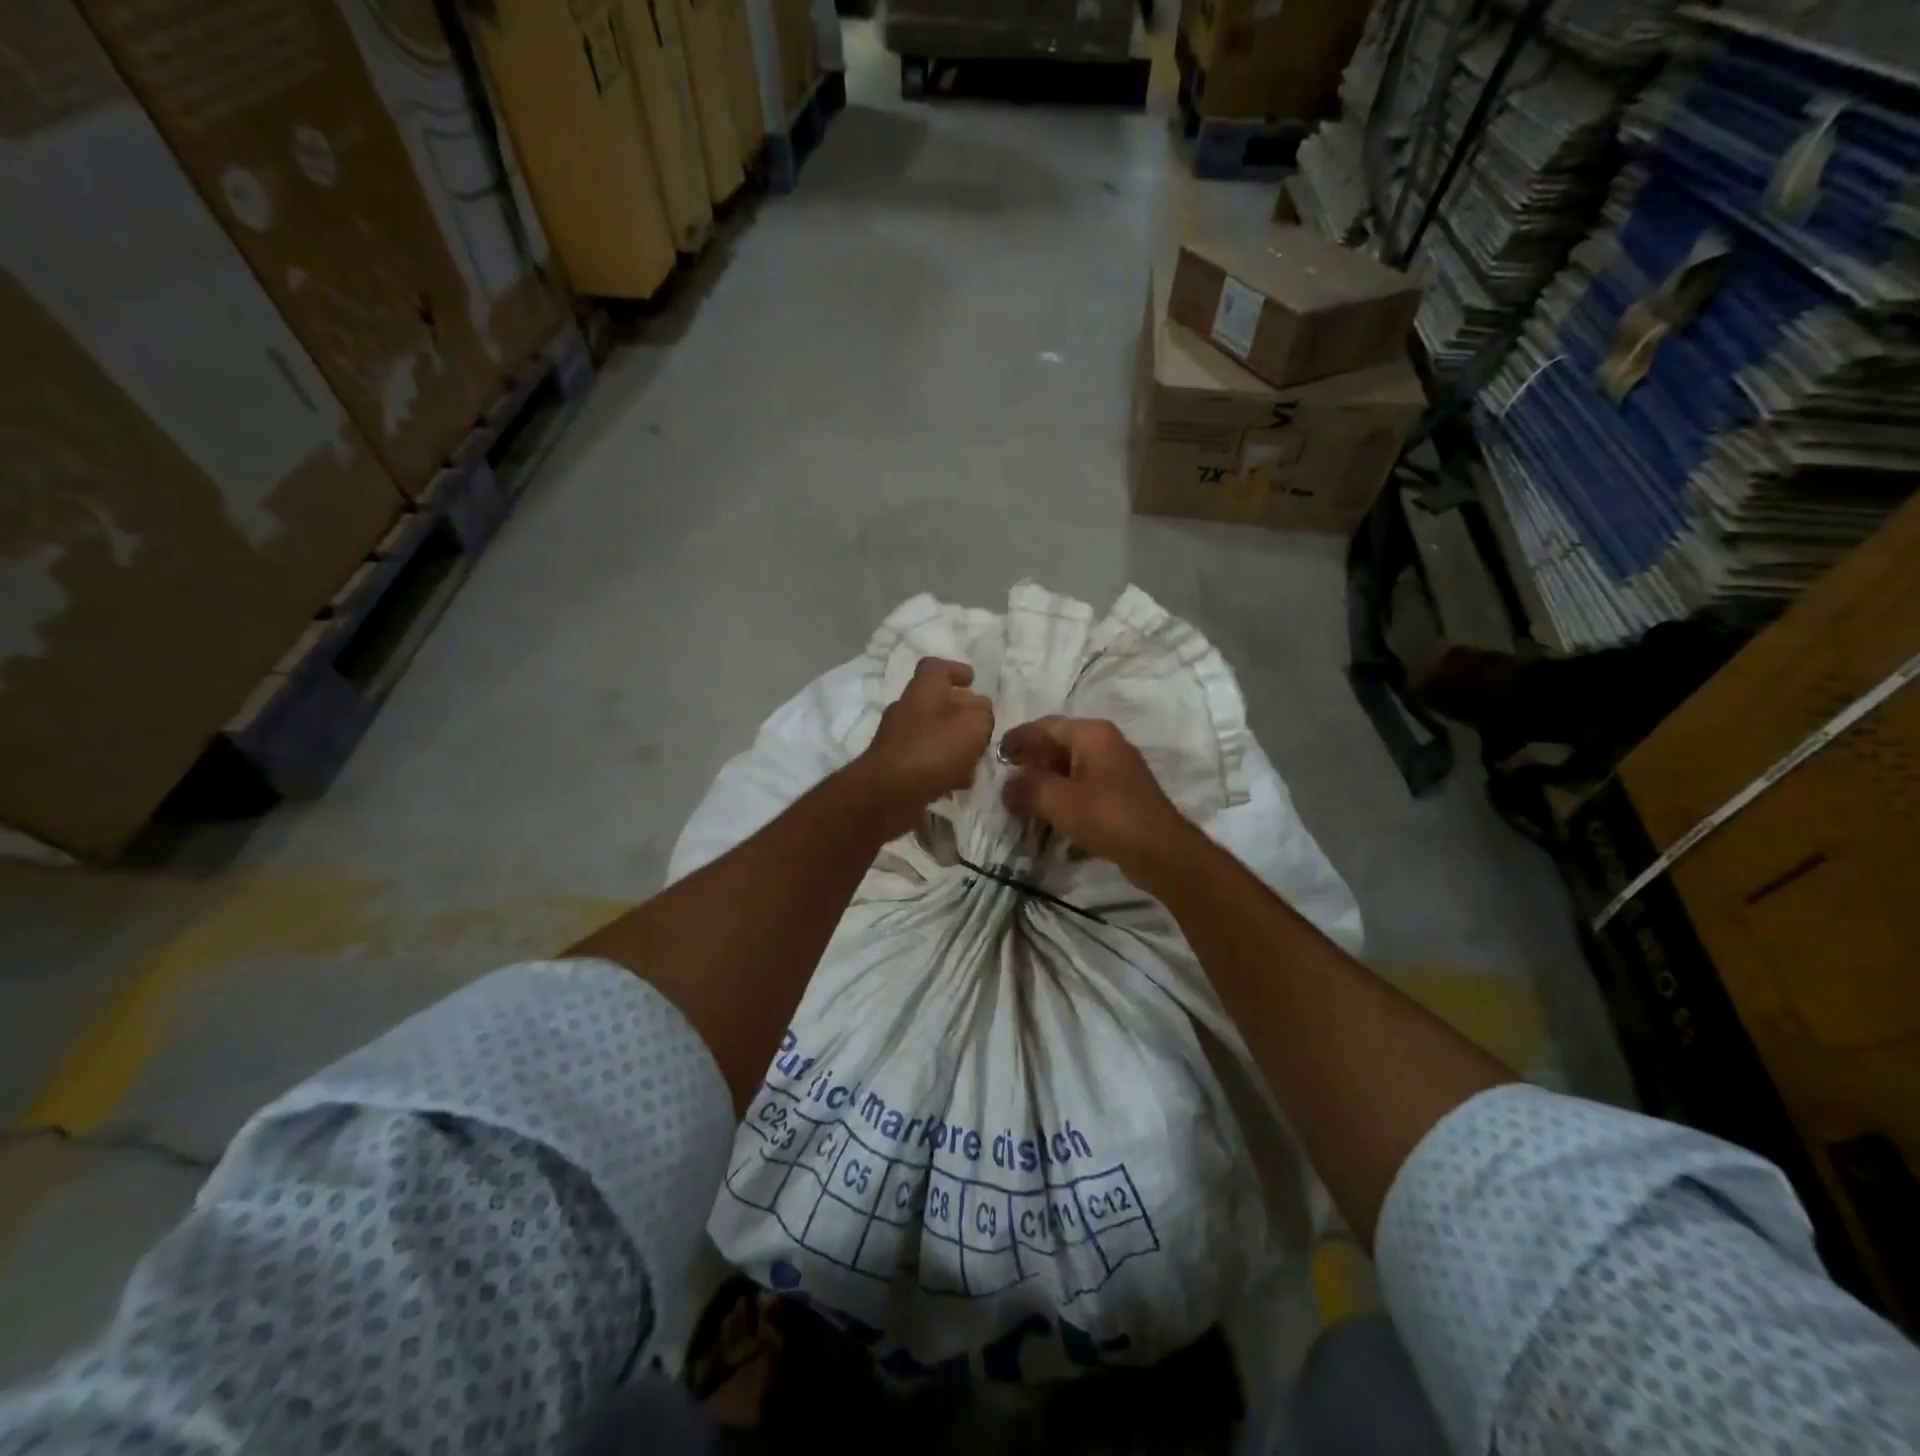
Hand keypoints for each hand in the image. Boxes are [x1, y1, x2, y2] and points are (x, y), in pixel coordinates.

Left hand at [855, 657, 993, 836]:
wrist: (890, 789)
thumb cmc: (935, 747)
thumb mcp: (974, 724)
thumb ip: (983, 714)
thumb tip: (980, 712)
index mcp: (924, 688)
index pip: (936, 667)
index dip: (955, 670)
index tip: (972, 680)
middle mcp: (907, 708)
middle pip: (936, 702)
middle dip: (960, 713)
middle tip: (981, 726)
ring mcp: (897, 738)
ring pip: (932, 733)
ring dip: (953, 743)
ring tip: (975, 759)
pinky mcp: (894, 766)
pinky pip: (924, 759)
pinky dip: (942, 766)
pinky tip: (958, 781)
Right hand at [999, 717, 1197, 885]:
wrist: (1160, 851)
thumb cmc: (1106, 815)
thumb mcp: (1057, 800)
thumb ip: (1026, 788)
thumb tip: (1008, 787)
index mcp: (1091, 734)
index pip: (1045, 726)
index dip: (1018, 738)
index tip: (995, 754)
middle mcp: (1106, 745)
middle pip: (1059, 747)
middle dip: (1031, 762)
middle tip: (1006, 778)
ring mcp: (1116, 771)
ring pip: (1071, 771)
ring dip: (1046, 785)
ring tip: (1022, 803)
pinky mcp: (1121, 797)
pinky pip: (1084, 791)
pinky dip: (1065, 801)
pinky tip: (1050, 823)